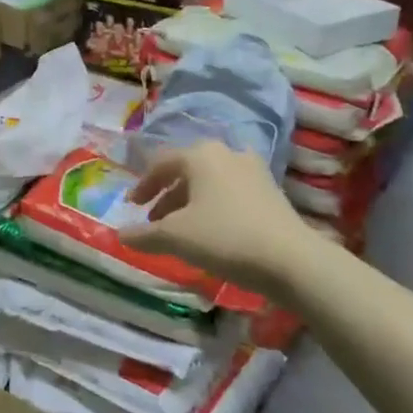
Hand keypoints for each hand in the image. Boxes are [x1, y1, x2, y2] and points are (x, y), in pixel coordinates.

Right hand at [126, 140, 328, 300]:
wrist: (291, 259)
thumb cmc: (225, 238)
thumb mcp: (175, 237)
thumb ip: (144, 234)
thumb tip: (120, 235)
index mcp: (200, 155)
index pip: (161, 163)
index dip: (142, 185)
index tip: (132, 206)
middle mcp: (226, 153)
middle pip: (186, 170)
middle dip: (166, 194)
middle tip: (154, 219)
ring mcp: (253, 170)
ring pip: (209, 181)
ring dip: (190, 201)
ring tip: (181, 228)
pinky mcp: (271, 190)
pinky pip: (230, 191)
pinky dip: (213, 206)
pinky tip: (212, 230)